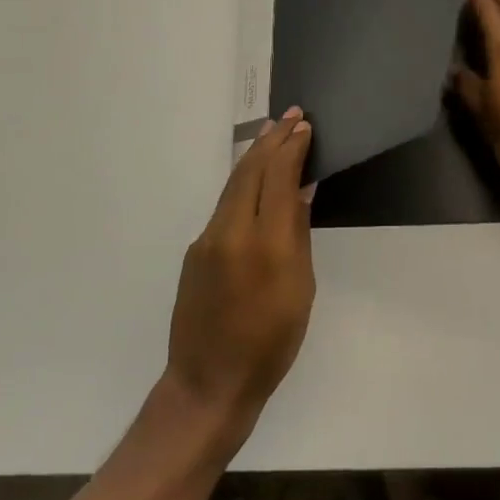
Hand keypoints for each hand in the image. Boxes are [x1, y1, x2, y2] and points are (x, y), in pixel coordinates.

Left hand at [165, 110, 316, 445]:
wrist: (209, 383)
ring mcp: (206, 239)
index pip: (278, 177)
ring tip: (273, 134)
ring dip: (255, 156)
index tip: (304, 126)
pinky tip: (255, 180)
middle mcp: (230, 231)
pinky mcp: (195, 251)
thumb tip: (301, 191)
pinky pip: (224, 205)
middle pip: (250, 170)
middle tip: (290, 115)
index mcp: (264, 243)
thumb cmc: (270, 342)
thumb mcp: (300, 288)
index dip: (292, 148)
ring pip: (233, 184)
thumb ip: (298, 234)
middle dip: (271, 139)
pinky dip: (243, 183)